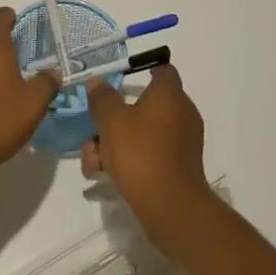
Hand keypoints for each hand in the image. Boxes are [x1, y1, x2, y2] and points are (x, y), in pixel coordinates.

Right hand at [81, 67, 213, 244]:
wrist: (170, 206)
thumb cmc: (141, 153)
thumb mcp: (111, 121)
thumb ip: (102, 98)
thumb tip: (98, 82)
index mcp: (169, 94)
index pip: (161, 69)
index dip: (141, 69)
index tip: (119, 77)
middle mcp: (182, 112)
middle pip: (145, 104)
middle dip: (114, 117)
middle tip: (93, 129)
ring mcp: (183, 140)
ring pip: (143, 131)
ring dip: (116, 141)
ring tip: (92, 161)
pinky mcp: (179, 164)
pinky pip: (151, 151)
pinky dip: (130, 157)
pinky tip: (105, 174)